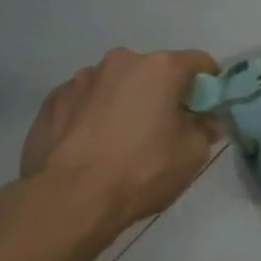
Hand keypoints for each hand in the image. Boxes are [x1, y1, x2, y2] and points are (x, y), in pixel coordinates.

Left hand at [19, 48, 222, 234]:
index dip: (208, 86)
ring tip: (122, 140)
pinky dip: (94, 115)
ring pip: (117, 85)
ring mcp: (81, 79)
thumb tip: (205, 120)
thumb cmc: (142, 170)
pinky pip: (86, 101)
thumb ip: (206, 128)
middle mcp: (121, 61)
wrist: (69, 198)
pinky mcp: (52, 100)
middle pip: (154, 72)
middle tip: (164, 129)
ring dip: (126, 102)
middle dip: (163, 94)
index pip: (199, 62)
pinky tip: (92, 146)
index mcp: (160, 68)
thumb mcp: (193, 154)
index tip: (205, 111)